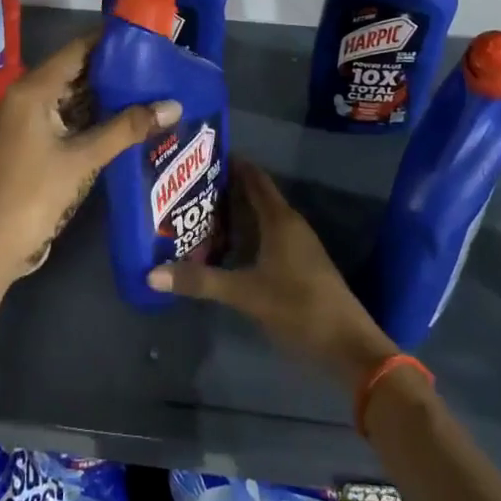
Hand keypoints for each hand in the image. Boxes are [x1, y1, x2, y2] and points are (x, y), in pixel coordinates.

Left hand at [0, 32, 179, 288]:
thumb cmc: (35, 192)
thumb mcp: (84, 157)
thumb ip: (128, 128)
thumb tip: (174, 105)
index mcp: (35, 89)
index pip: (78, 49)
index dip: (112, 39)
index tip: (149, 36)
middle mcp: (30, 95)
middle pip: (78, 70)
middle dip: (116, 68)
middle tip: (159, 63)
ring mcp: (32, 120)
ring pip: (76, 95)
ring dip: (109, 94)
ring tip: (153, 86)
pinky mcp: (38, 141)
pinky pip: (71, 117)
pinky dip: (97, 116)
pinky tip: (130, 117)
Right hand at [150, 159, 398, 387]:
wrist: (349, 346)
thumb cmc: (298, 307)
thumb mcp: (245, 294)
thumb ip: (200, 281)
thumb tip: (152, 274)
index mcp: (279, 219)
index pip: (253, 177)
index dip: (230, 162)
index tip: (200, 154)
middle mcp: (290, 224)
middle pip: (255, 195)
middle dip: (225, 188)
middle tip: (187, 185)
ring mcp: (298, 244)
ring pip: (261, 217)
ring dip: (235, 213)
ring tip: (198, 212)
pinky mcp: (300, 264)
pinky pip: (267, 235)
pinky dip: (246, 233)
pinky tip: (226, 246)